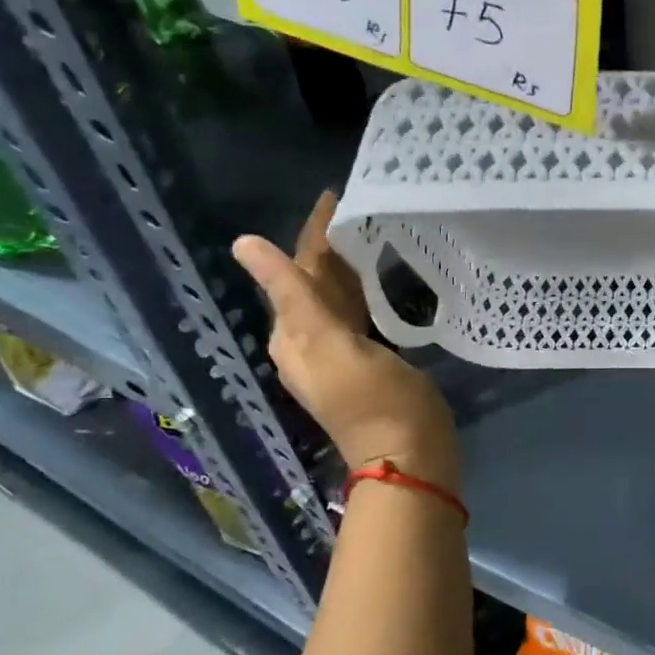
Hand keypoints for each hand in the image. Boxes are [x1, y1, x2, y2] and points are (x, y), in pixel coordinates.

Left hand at [233, 191, 459, 490]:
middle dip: (334, 246)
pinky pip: (361, 315)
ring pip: (341, 298)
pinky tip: (382, 282)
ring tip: (374, 232)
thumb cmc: (376, 402)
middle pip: (318, 282)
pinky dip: (367, 292)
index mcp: (296, 335)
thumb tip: (245, 243)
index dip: (316, 233)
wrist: (410, 458)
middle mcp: (312, 342)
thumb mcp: (330, 345)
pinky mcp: (372, 364)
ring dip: (352, 267)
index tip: (338, 195)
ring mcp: (343, 355)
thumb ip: (293, 293)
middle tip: (364, 206)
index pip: (300, 269)